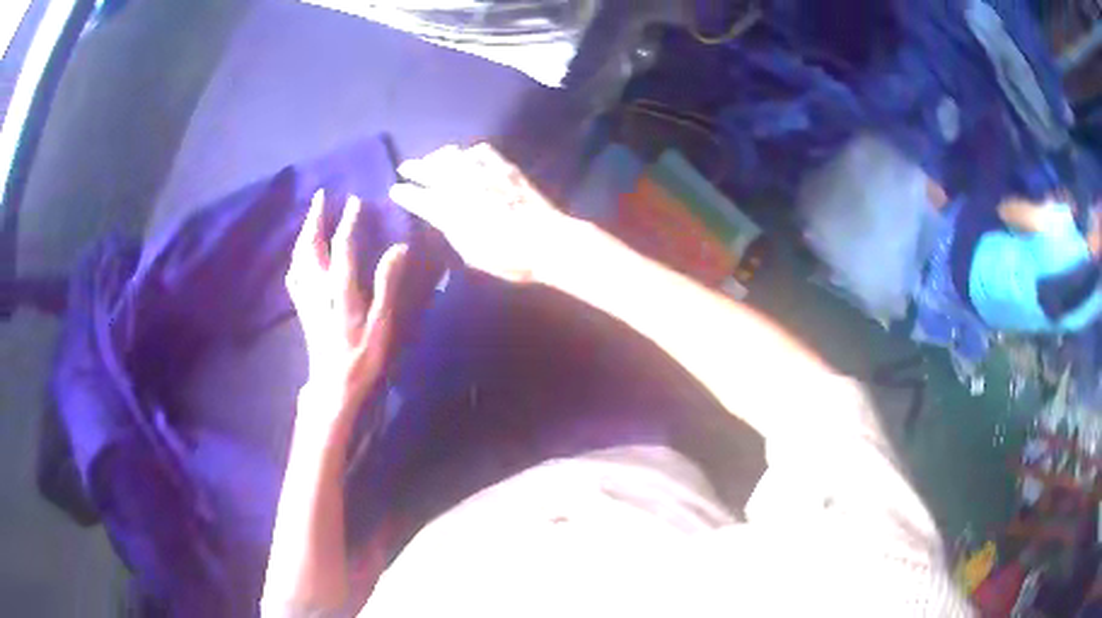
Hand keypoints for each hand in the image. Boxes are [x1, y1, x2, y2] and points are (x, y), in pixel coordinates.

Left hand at [286, 189, 407, 419]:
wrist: (337, 390)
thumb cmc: (365, 359)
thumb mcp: (384, 324)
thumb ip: (388, 284)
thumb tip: (399, 247)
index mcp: (340, 290)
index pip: (343, 246)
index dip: (348, 221)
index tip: (355, 200)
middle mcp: (319, 290)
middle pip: (311, 247)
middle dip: (315, 219)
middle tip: (320, 197)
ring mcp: (308, 301)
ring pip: (299, 259)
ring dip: (303, 235)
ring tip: (309, 220)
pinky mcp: (304, 313)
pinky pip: (295, 277)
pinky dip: (296, 260)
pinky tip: (299, 259)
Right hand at [389, 144, 568, 283]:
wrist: (547, 241)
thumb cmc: (508, 258)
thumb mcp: (471, 253)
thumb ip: (452, 231)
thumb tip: (443, 217)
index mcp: (450, 211)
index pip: (418, 197)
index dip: (404, 193)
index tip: (394, 190)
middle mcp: (462, 186)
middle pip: (431, 170)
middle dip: (414, 167)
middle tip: (405, 167)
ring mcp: (484, 173)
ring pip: (453, 155)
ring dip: (439, 157)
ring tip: (433, 159)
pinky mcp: (505, 168)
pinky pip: (482, 152)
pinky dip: (469, 153)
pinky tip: (468, 157)